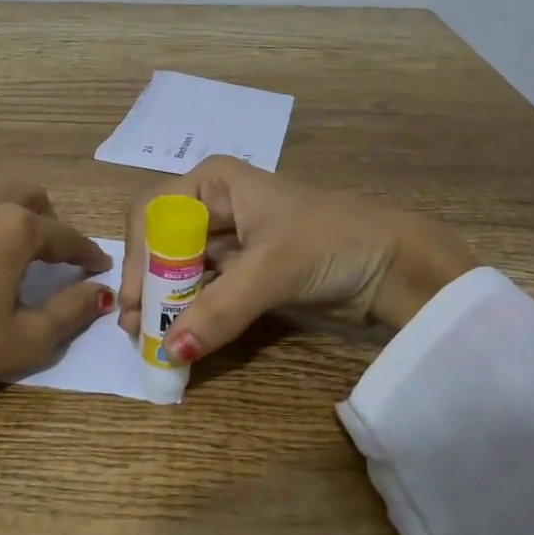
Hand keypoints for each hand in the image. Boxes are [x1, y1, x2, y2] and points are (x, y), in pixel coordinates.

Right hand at [118, 156, 476, 364]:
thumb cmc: (332, 242)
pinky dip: (191, 315)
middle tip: (136, 328)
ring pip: (180, 272)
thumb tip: (169, 352)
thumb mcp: (273, 269)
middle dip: (148, 285)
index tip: (137, 298)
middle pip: (162, 244)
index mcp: (215, 182)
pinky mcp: (244, 273)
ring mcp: (229, 242)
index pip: (154, 213)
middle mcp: (215, 206)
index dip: (139, 255)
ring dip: (166, 305)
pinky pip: (204, 292)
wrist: (397, 266)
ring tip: (151, 341)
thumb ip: (219, 309)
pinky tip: (179, 340)